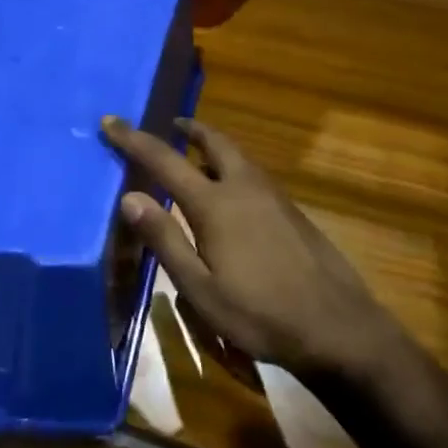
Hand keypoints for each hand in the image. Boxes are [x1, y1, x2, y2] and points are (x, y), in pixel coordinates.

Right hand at [101, 114, 406, 383]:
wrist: (337, 327)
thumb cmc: (260, 313)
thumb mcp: (200, 288)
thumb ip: (165, 239)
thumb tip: (129, 196)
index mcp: (215, 203)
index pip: (164, 160)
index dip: (134, 139)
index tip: (111, 120)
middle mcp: (244, 187)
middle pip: (213, 142)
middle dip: (189, 128)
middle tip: (171, 124)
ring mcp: (273, 196)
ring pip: (237, 156)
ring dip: (212, 146)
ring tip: (195, 152)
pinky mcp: (291, 211)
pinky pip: (252, 173)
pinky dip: (232, 166)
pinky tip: (230, 192)